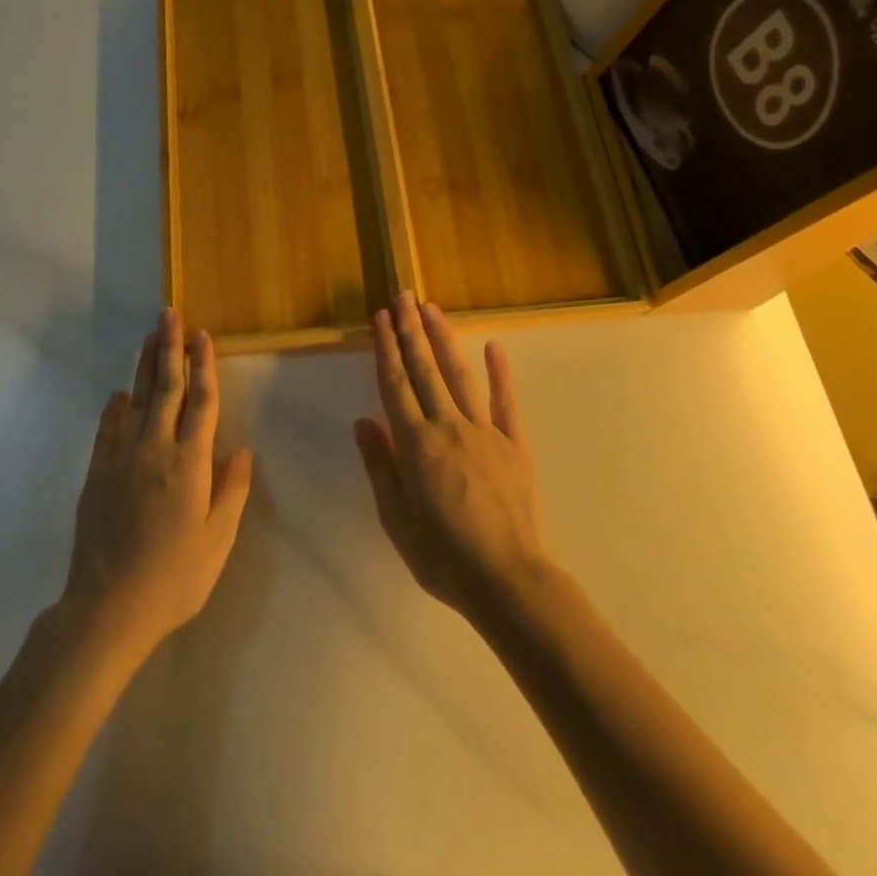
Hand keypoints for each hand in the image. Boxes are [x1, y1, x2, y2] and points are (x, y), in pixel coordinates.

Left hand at [61, 309, 252, 660]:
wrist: (107, 608)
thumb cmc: (173, 577)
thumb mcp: (217, 541)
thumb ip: (231, 491)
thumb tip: (241, 449)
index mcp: (190, 462)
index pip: (201, 401)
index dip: (204, 366)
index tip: (203, 335)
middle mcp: (155, 449)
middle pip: (165, 388)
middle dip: (169, 349)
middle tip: (169, 315)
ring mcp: (121, 459)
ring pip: (135, 400)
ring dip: (143, 367)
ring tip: (148, 337)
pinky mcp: (97, 475)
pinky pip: (107, 430)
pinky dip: (114, 408)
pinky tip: (118, 394)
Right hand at [354, 293, 549, 623]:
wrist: (507, 579)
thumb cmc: (443, 555)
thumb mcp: (396, 518)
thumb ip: (380, 466)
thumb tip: (363, 421)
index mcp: (415, 444)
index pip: (395, 384)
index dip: (386, 348)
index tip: (380, 317)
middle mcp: (448, 426)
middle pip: (425, 369)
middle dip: (411, 330)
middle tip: (403, 297)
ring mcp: (484, 431)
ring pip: (459, 375)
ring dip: (444, 339)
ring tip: (432, 309)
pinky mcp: (514, 444)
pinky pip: (506, 402)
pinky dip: (500, 373)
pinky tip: (494, 346)